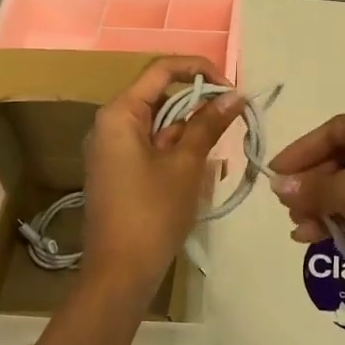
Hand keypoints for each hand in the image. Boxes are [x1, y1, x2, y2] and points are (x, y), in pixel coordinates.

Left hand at [81, 56, 244, 303]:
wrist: (119, 275)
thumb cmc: (152, 213)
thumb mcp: (186, 165)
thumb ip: (208, 124)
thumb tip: (234, 95)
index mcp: (120, 114)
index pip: (162, 70)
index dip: (200, 71)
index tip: (231, 89)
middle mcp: (110, 124)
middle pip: (160, 96)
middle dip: (198, 105)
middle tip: (233, 120)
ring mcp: (112, 149)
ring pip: (159, 124)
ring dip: (191, 131)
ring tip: (219, 152)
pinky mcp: (119, 171)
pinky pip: (152, 146)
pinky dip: (177, 150)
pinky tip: (201, 170)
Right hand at [266, 101, 344, 297]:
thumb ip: (315, 189)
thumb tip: (278, 185)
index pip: (329, 131)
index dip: (299, 153)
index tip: (273, 176)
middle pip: (340, 159)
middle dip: (312, 185)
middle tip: (287, 208)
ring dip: (324, 206)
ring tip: (299, 231)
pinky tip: (320, 238)